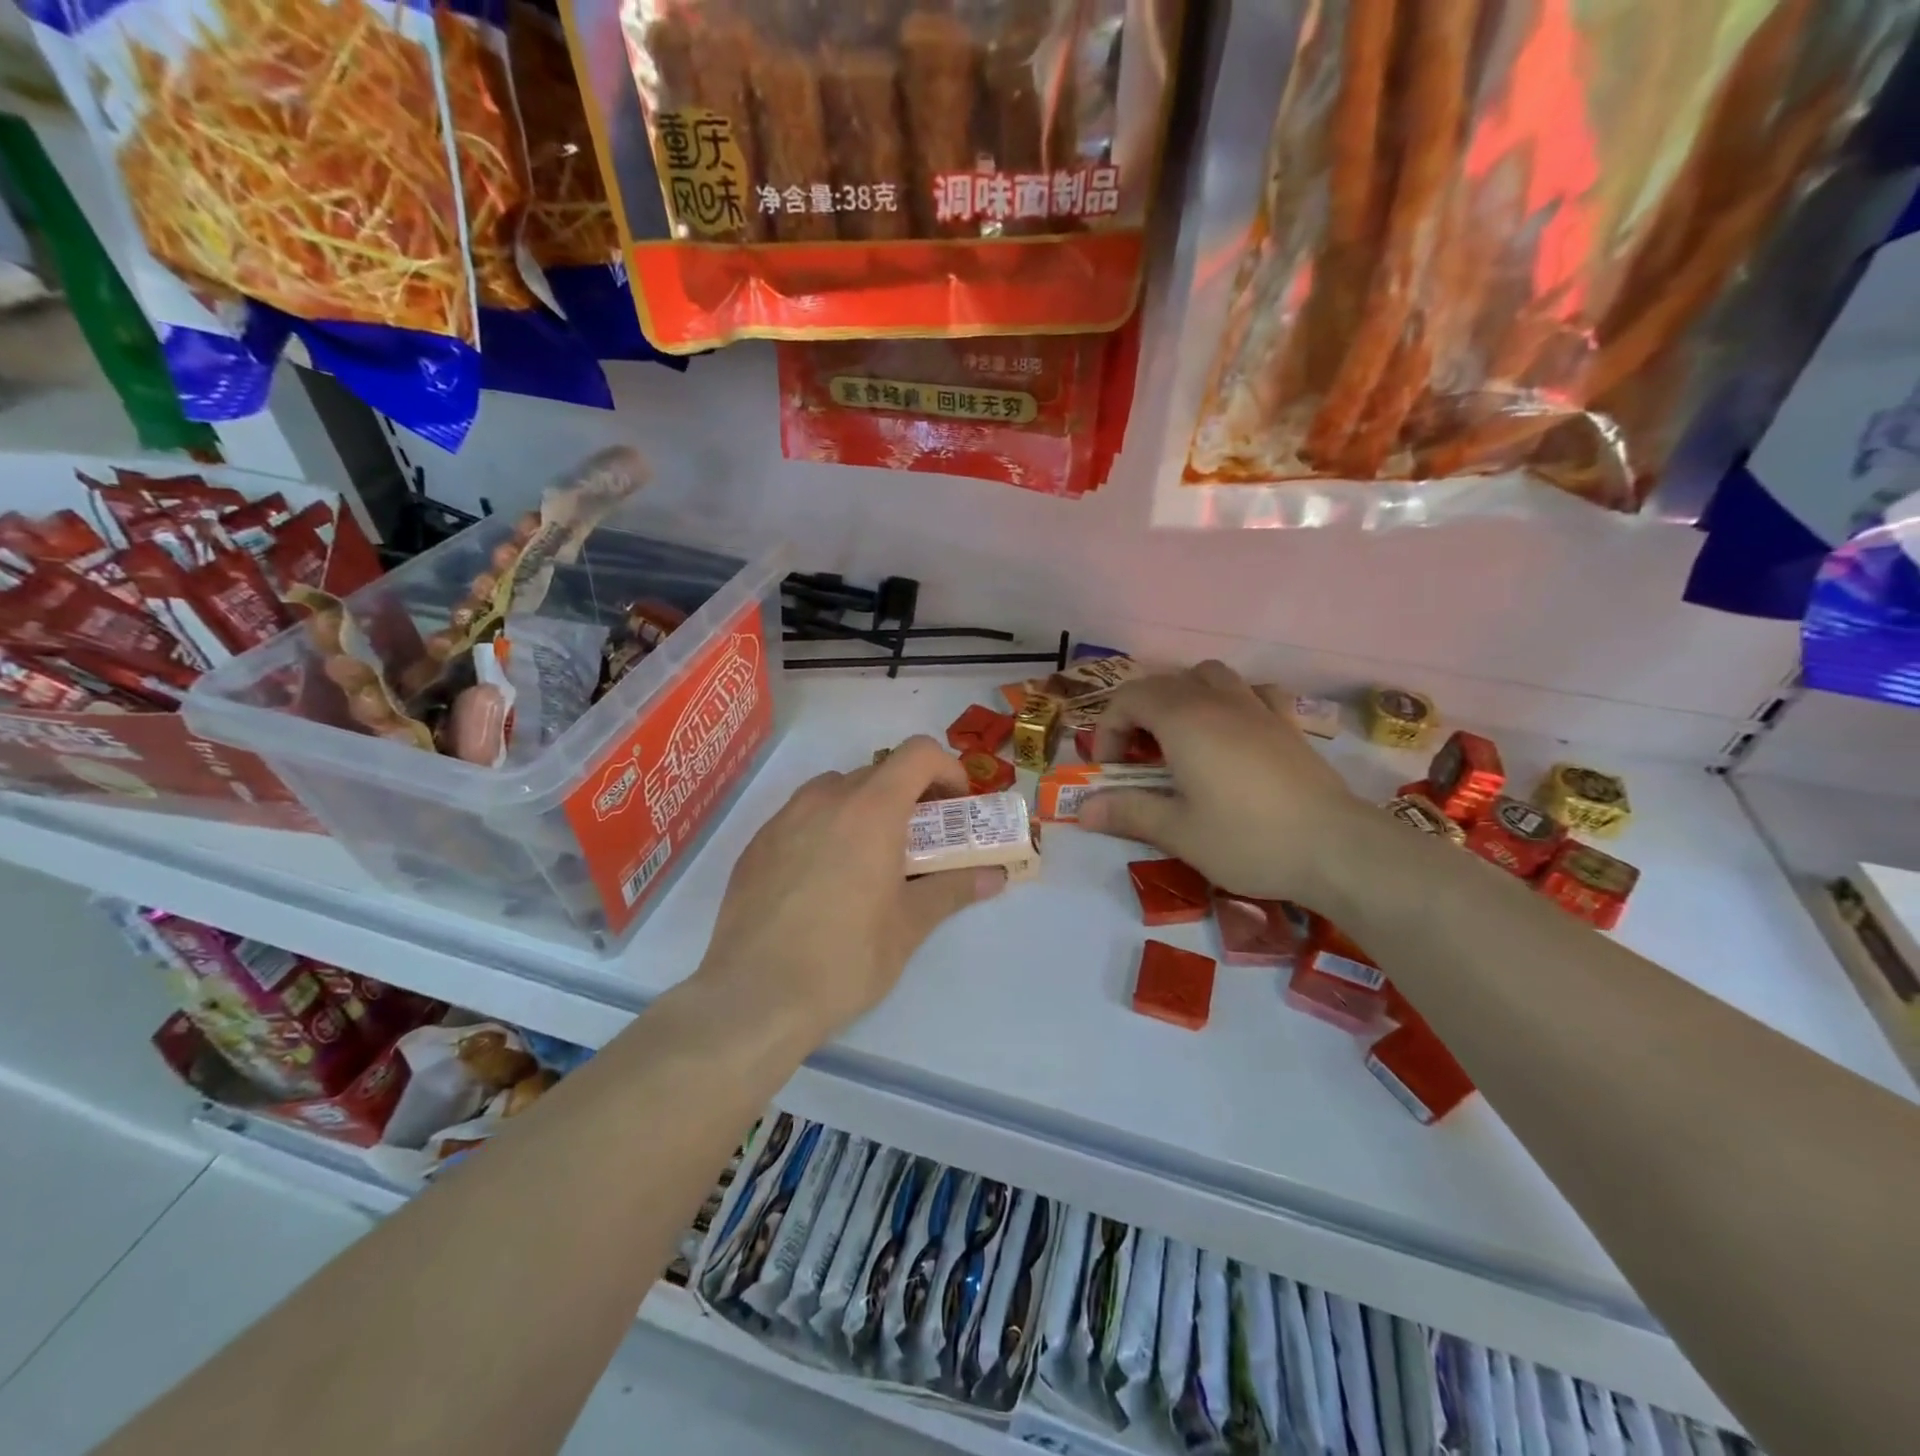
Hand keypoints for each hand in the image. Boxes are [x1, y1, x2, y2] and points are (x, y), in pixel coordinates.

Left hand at [695, 737, 1006, 1041]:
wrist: (754, 997)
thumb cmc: (845, 958)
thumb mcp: (909, 926)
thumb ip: (953, 889)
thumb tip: (994, 876)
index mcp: (871, 809)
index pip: (918, 753)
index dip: (947, 769)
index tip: (956, 808)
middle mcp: (826, 799)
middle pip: (879, 772)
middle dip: (909, 797)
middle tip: (921, 843)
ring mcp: (784, 818)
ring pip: (836, 790)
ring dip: (865, 808)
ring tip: (870, 860)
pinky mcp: (757, 844)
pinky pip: (802, 817)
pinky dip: (826, 829)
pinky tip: (824, 881)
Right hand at [1080, 662, 1372, 902]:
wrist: (1335, 848)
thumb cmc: (1247, 839)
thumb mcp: (1177, 832)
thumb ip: (1128, 812)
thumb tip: (1082, 810)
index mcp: (1183, 720)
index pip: (1128, 699)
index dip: (1108, 730)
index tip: (1111, 771)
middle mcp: (1217, 701)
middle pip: (1163, 683)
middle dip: (1138, 714)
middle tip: (1137, 759)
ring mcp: (1257, 707)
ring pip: (1208, 675)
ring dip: (1182, 696)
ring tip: (1180, 738)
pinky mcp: (1287, 723)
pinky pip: (1252, 692)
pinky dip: (1231, 700)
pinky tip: (1233, 731)